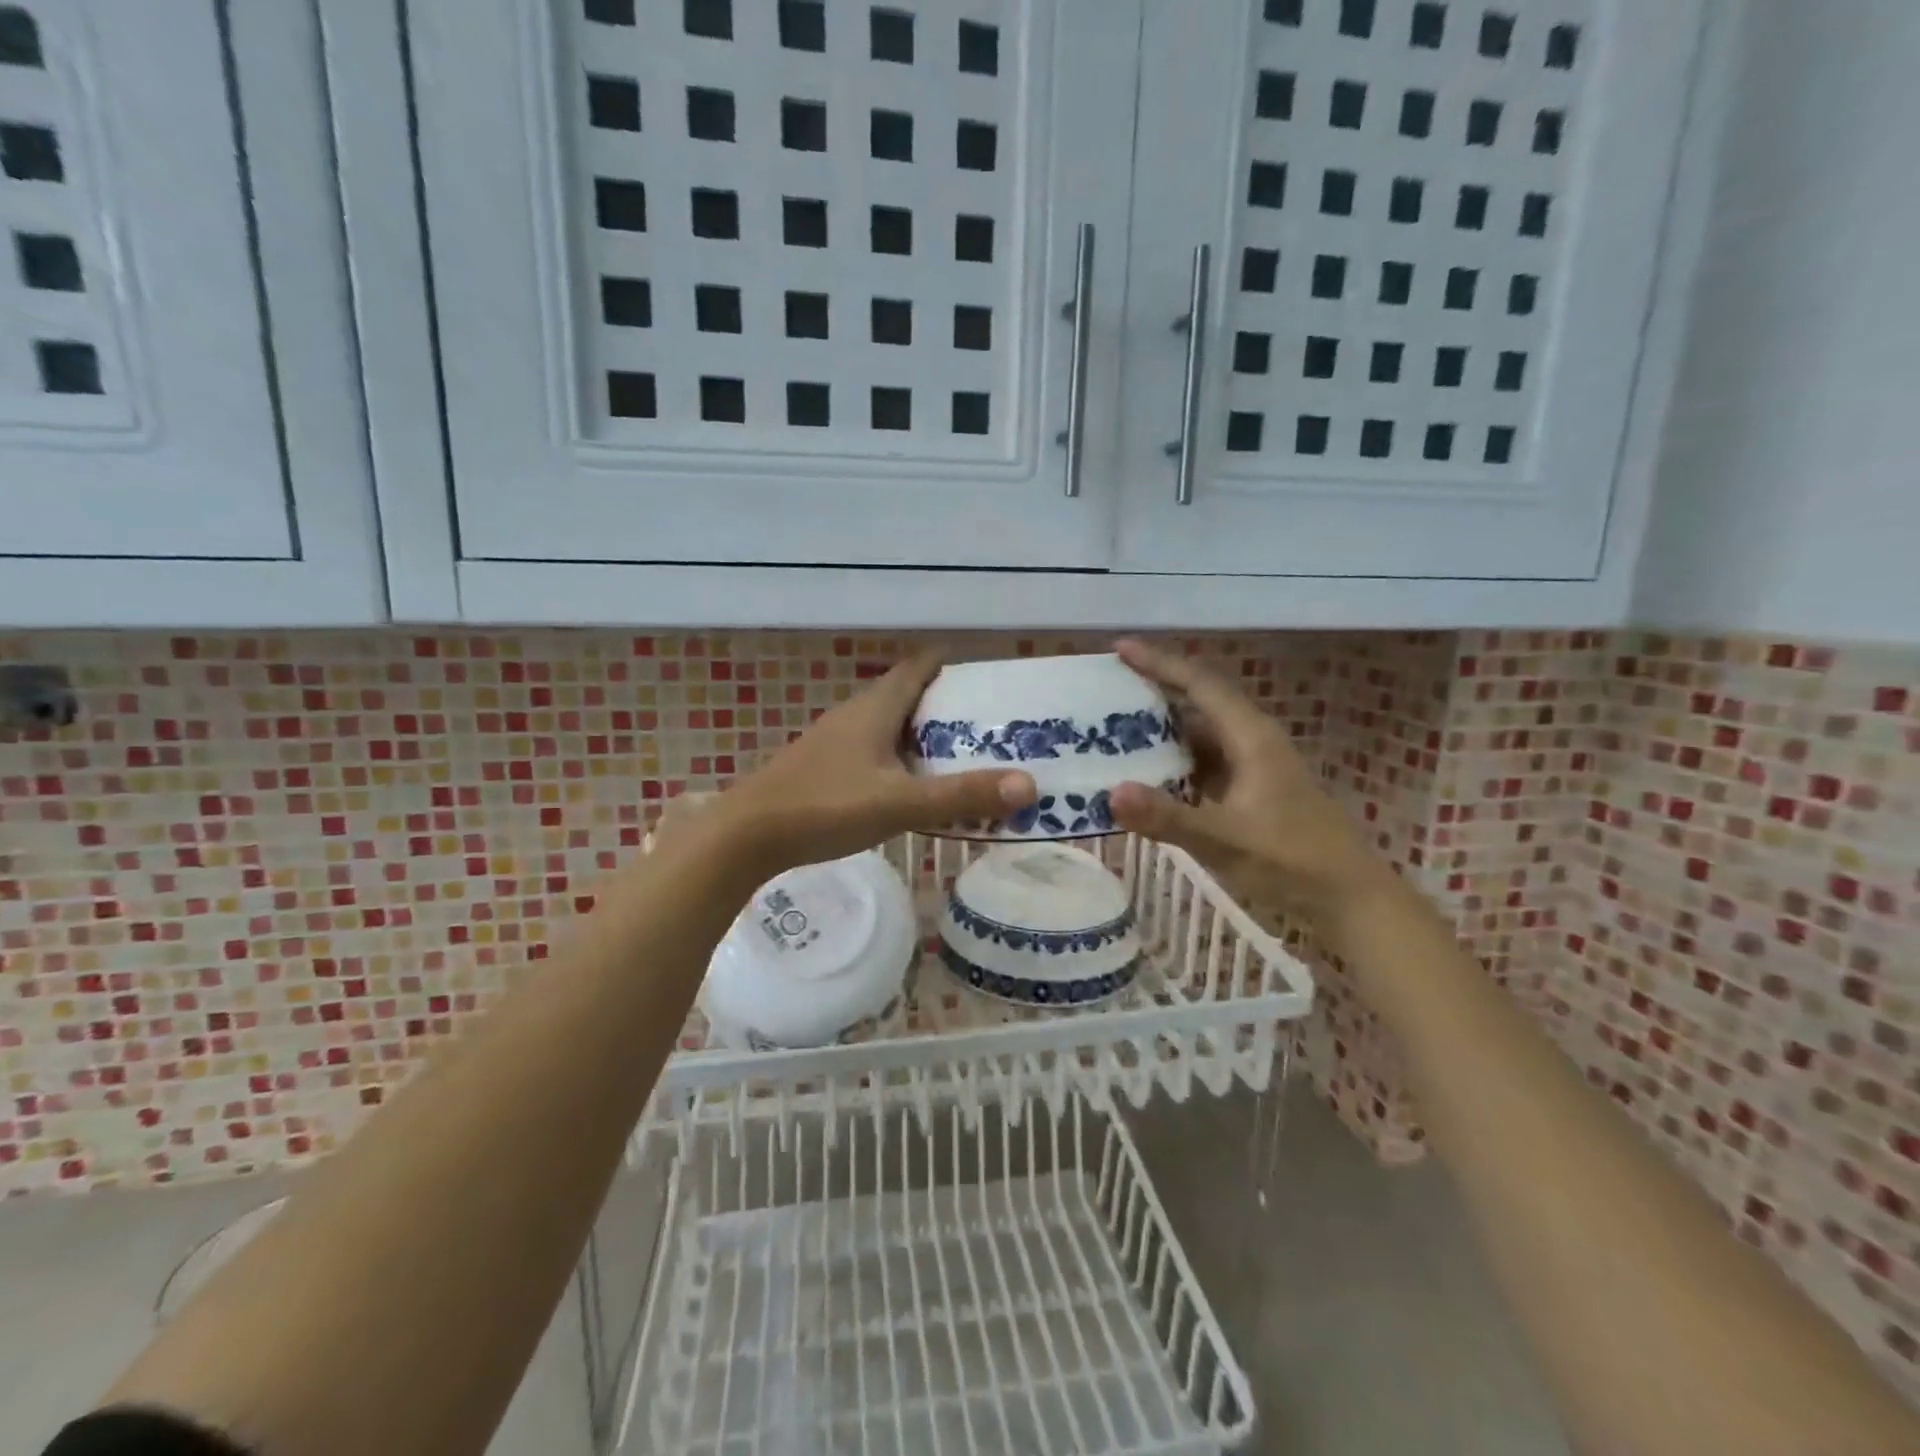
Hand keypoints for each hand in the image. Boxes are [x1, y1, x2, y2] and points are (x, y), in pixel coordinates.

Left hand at [705, 651, 1036, 874]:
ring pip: (888, 725)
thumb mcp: (899, 804)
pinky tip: (909, 786)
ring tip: (959, 756)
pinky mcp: (823, 767)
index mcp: (874, 709)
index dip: (952, 665)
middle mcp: (854, 715)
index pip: (919, 667)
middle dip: (946, 705)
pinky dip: (898, 758)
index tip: (988, 679)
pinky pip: (872, 750)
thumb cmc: (824, 807)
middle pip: (907, 695)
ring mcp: (834, 741)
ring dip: (921, 734)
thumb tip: (1028, 784)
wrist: (746, 836)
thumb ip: (961, 796)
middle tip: (988, 726)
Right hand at [1107, 639, 1389, 917]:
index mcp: (1251, 738)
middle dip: (1155, 690)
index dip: (1160, 663)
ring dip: (1161, 729)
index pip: (1200, 685)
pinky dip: (1173, 761)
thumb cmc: (1291, 861)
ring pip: (1200, 734)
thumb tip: (1111, 793)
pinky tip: (1146, 775)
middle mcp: (1251, 742)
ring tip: (1114, 727)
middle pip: (1199, 702)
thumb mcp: (1225, 840)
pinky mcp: (1250, 791)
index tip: (1120, 648)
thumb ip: (1168, 818)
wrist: (1348, 897)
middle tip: (1107, 688)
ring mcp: (1252, 767)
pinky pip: (1203, 763)